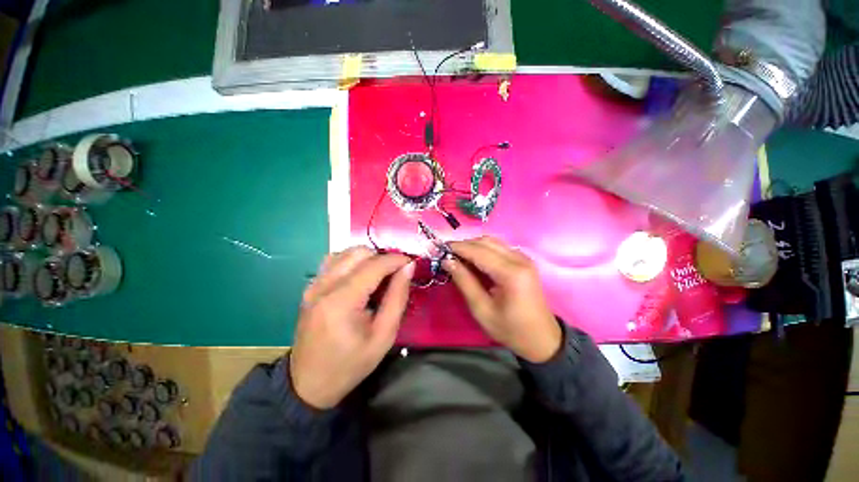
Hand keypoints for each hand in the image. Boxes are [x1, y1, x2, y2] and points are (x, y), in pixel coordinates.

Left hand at [290, 247, 413, 408]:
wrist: (309, 383)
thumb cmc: (351, 364)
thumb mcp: (384, 336)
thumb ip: (397, 297)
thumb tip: (408, 267)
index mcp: (342, 301)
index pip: (374, 265)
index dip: (396, 260)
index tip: (411, 264)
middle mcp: (324, 285)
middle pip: (359, 252)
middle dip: (382, 258)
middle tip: (395, 274)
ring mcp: (314, 284)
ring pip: (345, 252)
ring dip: (367, 259)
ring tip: (378, 277)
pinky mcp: (310, 287)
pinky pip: (334, 261)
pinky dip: (352, 262)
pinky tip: (359, 279)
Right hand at [443, 237, 561, 362]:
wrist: (542, 338)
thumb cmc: (510, 329)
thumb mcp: (481, 309)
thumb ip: (464, 281)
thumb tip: (447, 261)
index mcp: (511, 273)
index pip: (478, 251)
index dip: (457, 248)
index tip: (438, 248)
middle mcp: (519, 258)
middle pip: (485, 241)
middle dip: (464, 245)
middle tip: (446, 255)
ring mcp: (523, 258)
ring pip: (492, 241)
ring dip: (473, 246)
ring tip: (457, 257)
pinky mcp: (523, 260)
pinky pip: (498, 247)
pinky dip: (483, 250)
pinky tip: (473, 260)